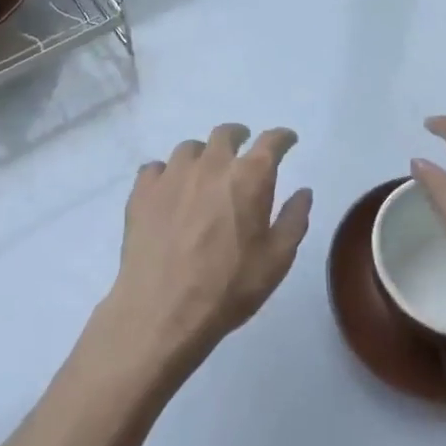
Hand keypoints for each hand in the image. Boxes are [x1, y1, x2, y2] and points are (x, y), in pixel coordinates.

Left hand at [103, 124, 312, 369]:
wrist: (162, 312)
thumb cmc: (228, 288)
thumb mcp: (276, 261)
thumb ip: (293, 220)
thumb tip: (303, 192)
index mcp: (249, 177)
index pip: (271, 142)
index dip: (282, 138)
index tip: (287, 140)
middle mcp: (211, 164)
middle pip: (225, 133)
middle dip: (239, 136)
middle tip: (242, 149)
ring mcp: (172, 175)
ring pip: (189, 148)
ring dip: (202, 155)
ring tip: (203, 172)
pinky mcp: (142, 191)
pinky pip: (155, 168)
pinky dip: (166, 174)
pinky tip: (169, 191)